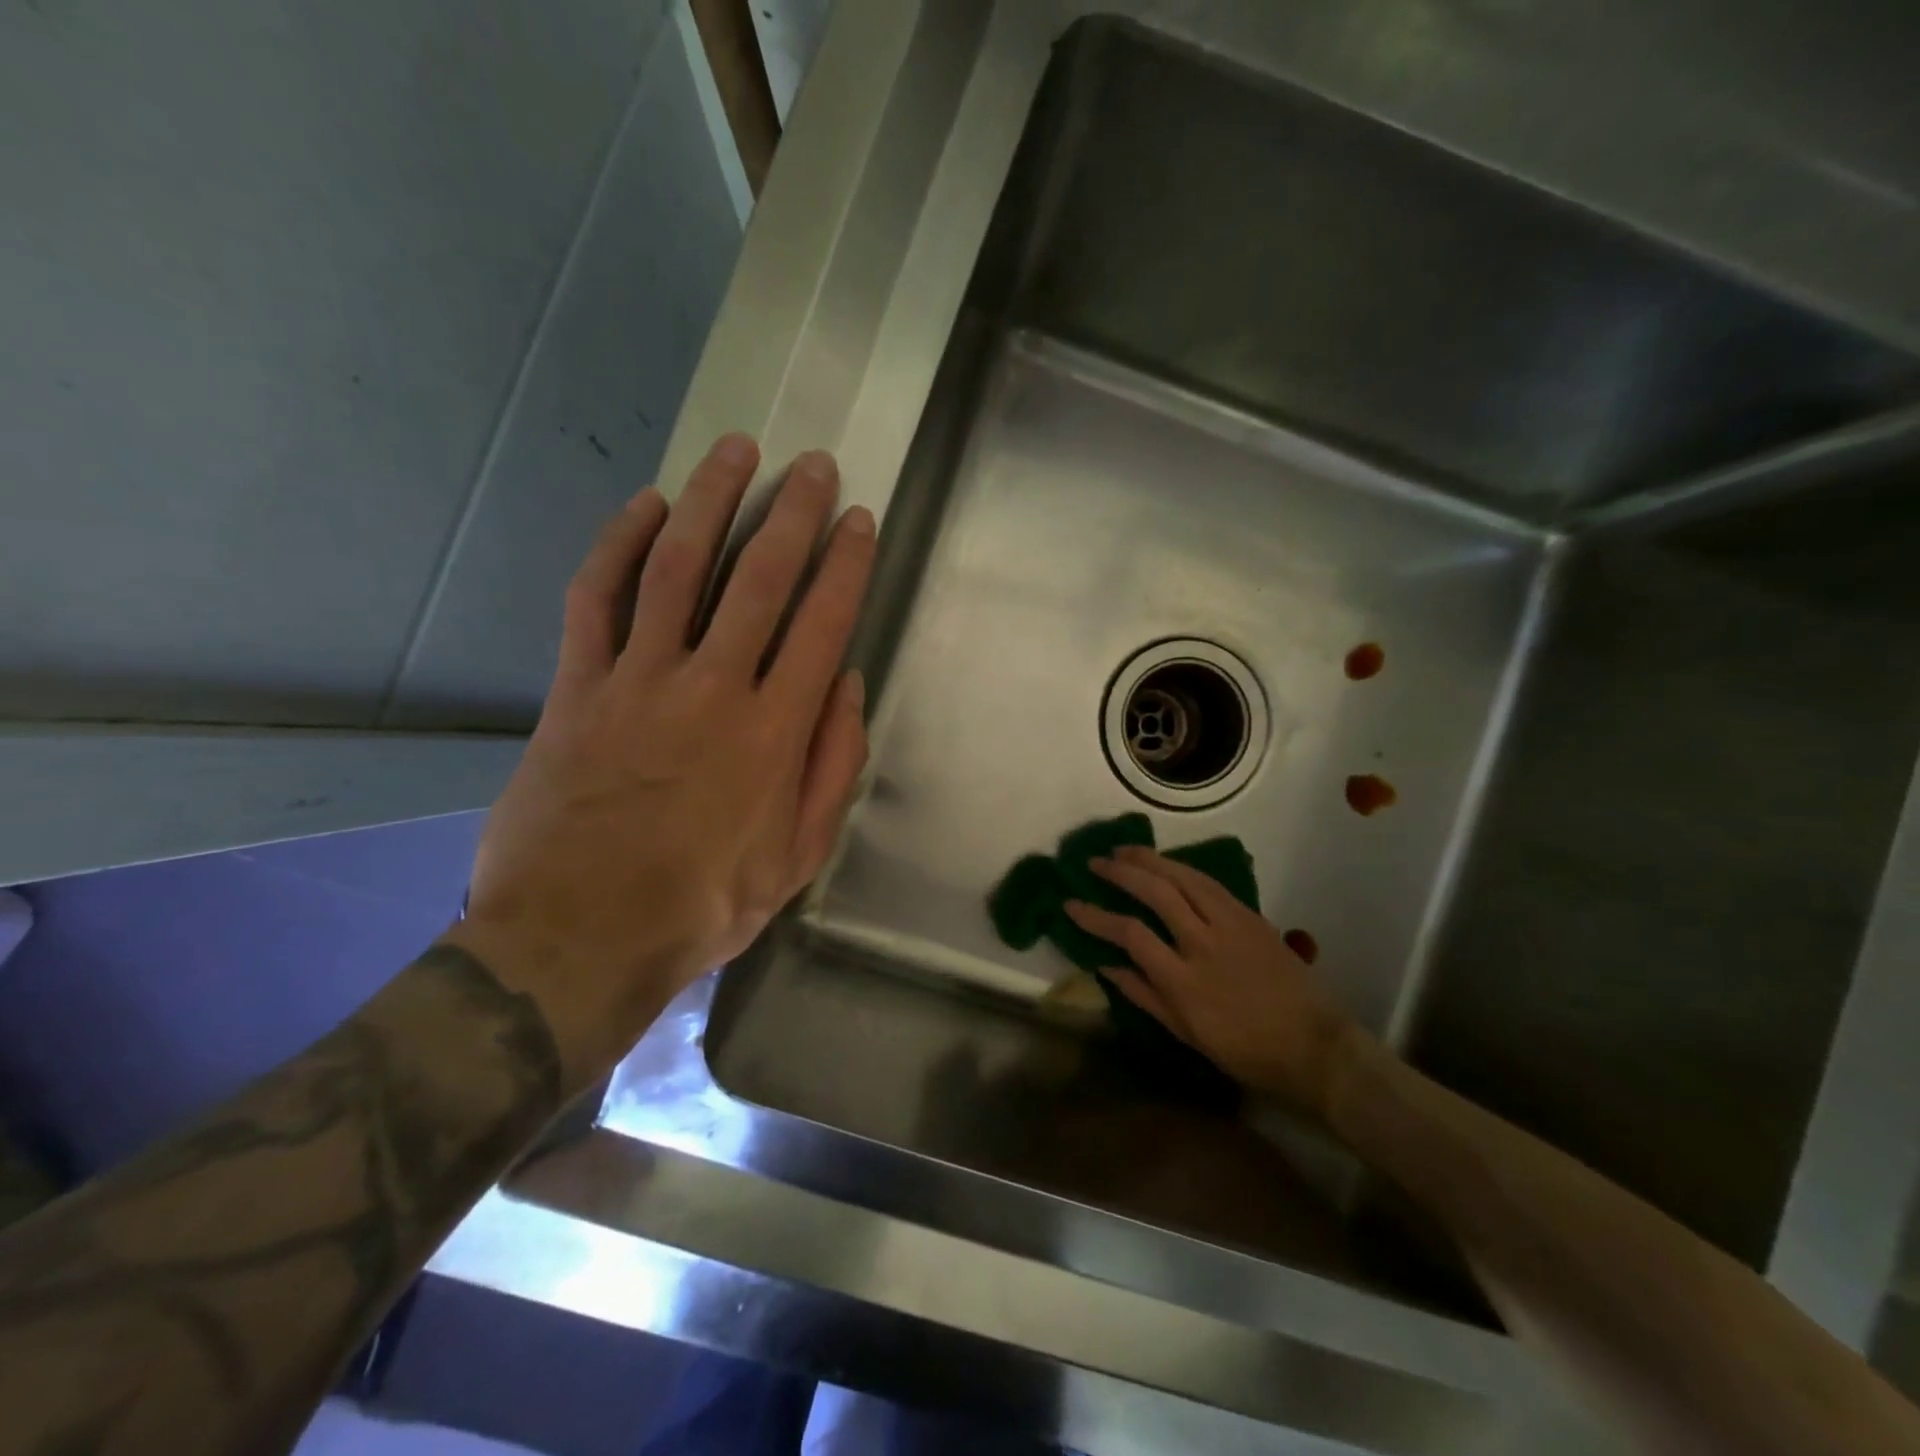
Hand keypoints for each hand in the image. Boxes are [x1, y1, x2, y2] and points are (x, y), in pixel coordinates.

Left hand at [451, 433, 875, 1081]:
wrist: (580, 937)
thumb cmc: (704, 903)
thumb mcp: (797, 855)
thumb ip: (831, 766)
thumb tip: (845, 685)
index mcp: (774, 731)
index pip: (822, 623)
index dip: (845, 565)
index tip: (859, 520)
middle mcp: (713, 687)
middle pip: (758, 578)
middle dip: (793, 513)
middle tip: (813, 465)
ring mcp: (638, 680)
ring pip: (677, 568)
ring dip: (711, 502)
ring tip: (735, 450)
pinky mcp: (577, 688)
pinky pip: (596, 600)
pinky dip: (618, 546)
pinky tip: (646, 507)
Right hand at [1064, 846, 1361, 1114]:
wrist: (1312, 1044)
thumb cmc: (1244, 1049)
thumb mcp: (1185, 1032)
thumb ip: (1143, 995)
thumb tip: (1104, 965)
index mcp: (1183, 981)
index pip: (1129, 934)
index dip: (1095, 916)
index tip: (1071, 904)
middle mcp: (1203, 943)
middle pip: (1156, 893)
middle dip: (1120, 873)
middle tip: (1095, 863)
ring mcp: (1230, 925)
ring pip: (1184, 877)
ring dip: (1150, 859)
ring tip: (1123, 850)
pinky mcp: (1250, 916)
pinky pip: (1209, 883)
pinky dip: (1182, 868)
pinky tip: (1166, 863)